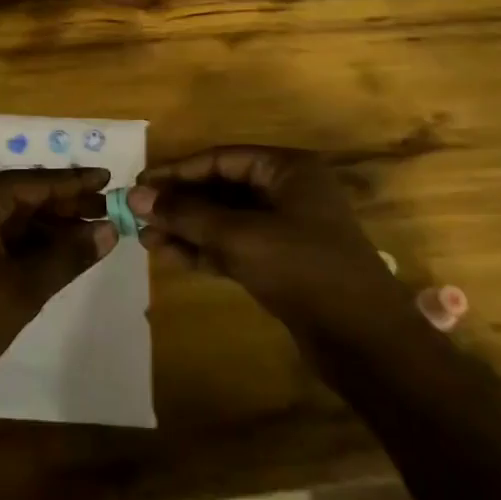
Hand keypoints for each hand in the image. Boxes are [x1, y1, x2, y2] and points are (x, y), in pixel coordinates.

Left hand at [0, 168, 114, 408]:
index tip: (111, 179)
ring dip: (45, 226)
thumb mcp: (22, 289)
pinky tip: (51, 252)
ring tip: (89, 235)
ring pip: (6, 214)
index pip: (35, 182)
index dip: (76, 182)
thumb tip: (108, 231)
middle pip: (21, 194)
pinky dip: (21, 240)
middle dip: (64, 206)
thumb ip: (68, 255)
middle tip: (108, 212)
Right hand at [130, 147, 401, 327]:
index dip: (178, 171)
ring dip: (187, 228)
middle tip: (138, 215)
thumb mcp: (239, 236)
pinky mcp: (281, 263)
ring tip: (145, 239)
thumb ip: (186, 214)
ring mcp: (286, 229)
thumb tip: (136, 196)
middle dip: (180, 203)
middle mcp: (287, 192)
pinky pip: (234, 246)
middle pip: (222, 188)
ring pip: (225, 220)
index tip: (140, 185)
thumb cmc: (304, 269)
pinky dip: (204, 250)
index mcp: (287, 170)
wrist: (364, 341)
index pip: (221, 159)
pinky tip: (170, 256)